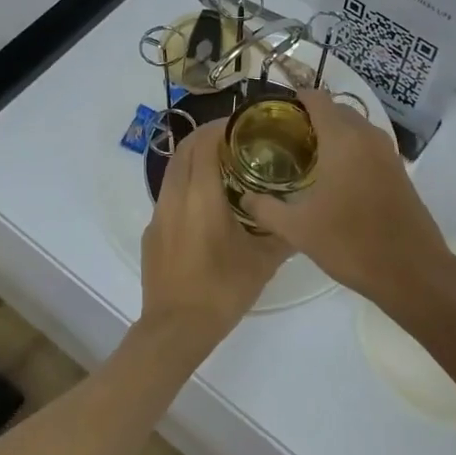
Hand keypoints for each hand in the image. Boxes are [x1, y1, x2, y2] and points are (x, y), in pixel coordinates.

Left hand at [140, 123, 290, 349]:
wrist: (175, 329)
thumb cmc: (222, 290)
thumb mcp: (263, 262)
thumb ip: (285, 234)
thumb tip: (304, 216)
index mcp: (201, 196)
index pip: (204, 142)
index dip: (221, 127)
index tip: (244, 125)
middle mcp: (175, 196)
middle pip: (184, 149)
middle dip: (206, 137)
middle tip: (236, 140)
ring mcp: (158, 214)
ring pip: (173, 170)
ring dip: (194, 159)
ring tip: (223, 167)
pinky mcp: (152, 232)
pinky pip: (168, 194)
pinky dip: (186, 184)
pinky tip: (206, 205)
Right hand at [240, 91, 448, 308]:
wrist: (411, 270)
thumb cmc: (351, 242)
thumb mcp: (298, 229)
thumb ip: (266, 209)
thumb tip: (245, 197)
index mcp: (342, 138)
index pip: (316, 98)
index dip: (293, 100)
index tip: (273, 116)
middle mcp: (367, 136)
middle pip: (336, 109)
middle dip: (311, 117)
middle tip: (284, 139)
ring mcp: (387, 152)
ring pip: (355, 127)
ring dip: (333, 133)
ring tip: (305, 158)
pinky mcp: (398, 170)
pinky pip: (368, 145)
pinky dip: (350, 149)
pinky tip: (334, 177)